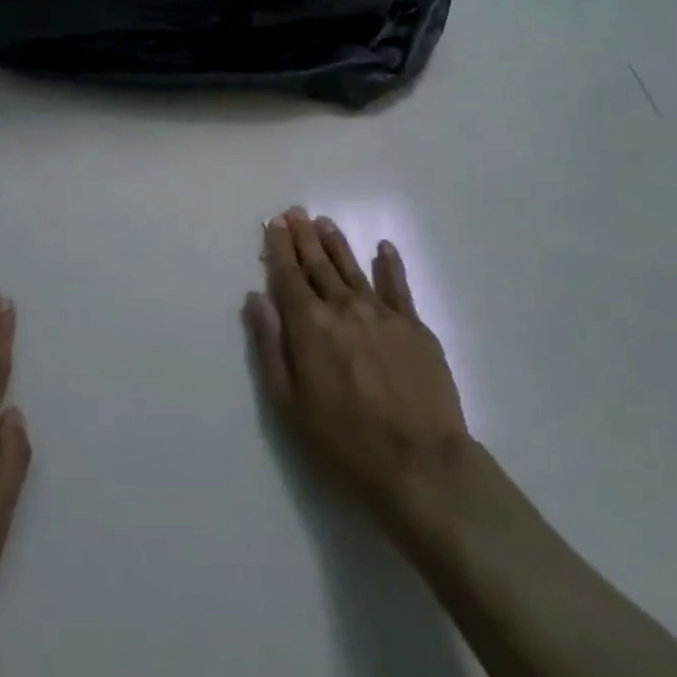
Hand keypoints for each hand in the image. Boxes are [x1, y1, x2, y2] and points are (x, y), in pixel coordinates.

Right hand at [243, 209, 468, 531]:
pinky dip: (389, 264)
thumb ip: (269, 346)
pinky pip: (399, 286)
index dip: (279, 248)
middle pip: (319, 264)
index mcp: (309, 326)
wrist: (421, 465)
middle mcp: (343, 308)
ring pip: (353, 268)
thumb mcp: (288, 404)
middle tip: (295, 212)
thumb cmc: (344, 443)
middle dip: (304, 237)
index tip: (274, 223)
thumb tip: (255, 298)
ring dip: (337, 243)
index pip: (288, 276)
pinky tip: (383, 247)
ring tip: (325, 223)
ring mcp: (382, 313)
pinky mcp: (415, 326)